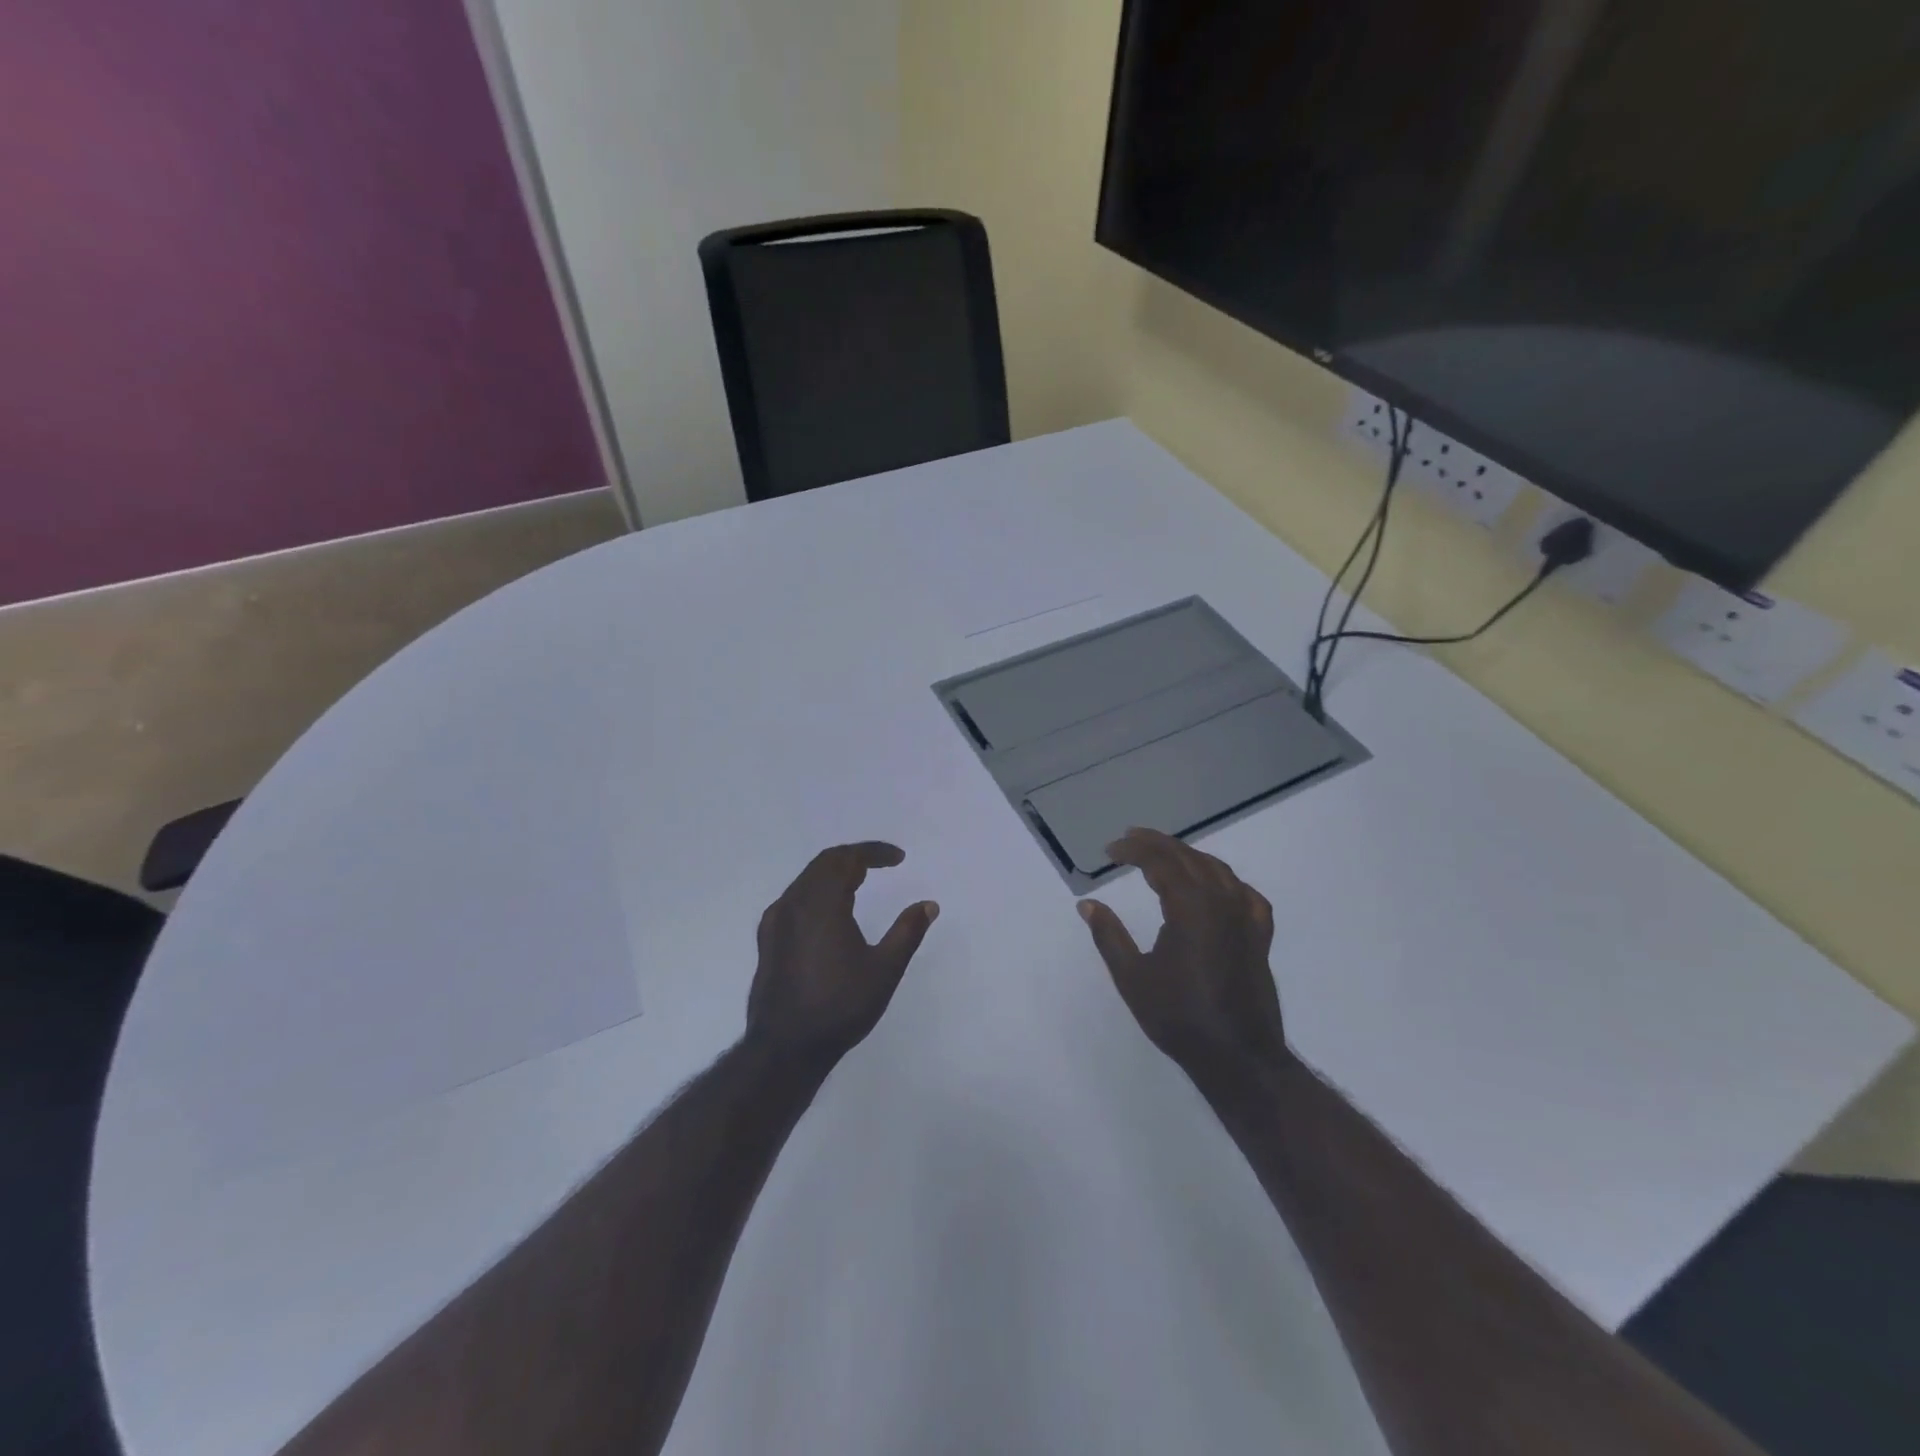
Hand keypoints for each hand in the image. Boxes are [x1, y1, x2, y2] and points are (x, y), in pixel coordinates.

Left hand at [746, 842, 938, 1064]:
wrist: (785, 1048)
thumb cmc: (840, 1006)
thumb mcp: (885, 969)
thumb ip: (907, 931)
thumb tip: (929, 904)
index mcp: (822, 903)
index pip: (847, 858)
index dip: (874, 852)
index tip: (899, 858)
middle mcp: (794, 903)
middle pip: (824, 863)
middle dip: (854, 858)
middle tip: (881, 865)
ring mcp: (776, 921)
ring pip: (806, 879)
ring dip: (834, 873)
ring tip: (860, 883)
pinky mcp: (767, 939)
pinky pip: (794, 898)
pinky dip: (816, 891)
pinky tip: (829, 912)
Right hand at [1077, 828, 1288, 1076]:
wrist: (1238, 1056)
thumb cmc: (1179, 1017)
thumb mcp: (1132, 977)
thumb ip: (1109, 935)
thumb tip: (1087, 904)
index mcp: (1190, 907)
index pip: (1160, 862)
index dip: (1133, 850)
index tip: (1110, 851)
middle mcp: (1221, 902)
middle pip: (1188, 857)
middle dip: (1157, 844)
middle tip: (1129, 840)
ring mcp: (1246, 917)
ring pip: (1217, 870)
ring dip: (1188, 856)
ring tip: (1164, 855)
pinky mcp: (1260, 936)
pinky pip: (1245, 894)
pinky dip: (1225, 881)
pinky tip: (1216, 887)